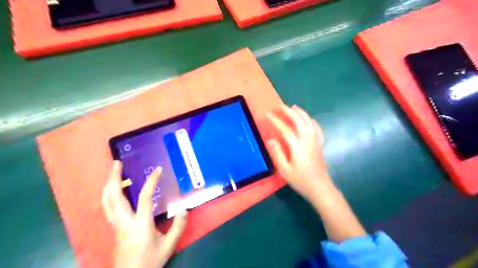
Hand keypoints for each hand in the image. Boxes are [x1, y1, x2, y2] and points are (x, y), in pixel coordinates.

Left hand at [102, 161, 187, 267]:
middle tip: (116, 163)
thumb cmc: (149, 262)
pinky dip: (108, 196)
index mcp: (140, 224)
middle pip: (114, 196)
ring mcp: (116, 226)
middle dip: (114, 178)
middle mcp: (124, 222)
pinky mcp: (114, 229)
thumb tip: (184, 209)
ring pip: (107, 202)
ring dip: (108, 185)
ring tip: (112, 173)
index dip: (152, 181)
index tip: (158, 170)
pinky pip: (107, 208)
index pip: (145, 197)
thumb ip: (178, 227)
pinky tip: (111, 192)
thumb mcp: (168, 245)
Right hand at [266, 104, 332, 202]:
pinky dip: (312, 122)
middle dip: (289, 112)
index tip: (268, 114)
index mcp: (298, 147)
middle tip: (280, 106)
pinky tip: (309, 119)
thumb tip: (270, 140)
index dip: (276, 121)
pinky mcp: (320, 145)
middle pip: (299, 121)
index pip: (286, 129)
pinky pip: (317, 129)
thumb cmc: (301, 181)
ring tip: (293, 107)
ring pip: (309, 122)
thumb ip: (277, 154)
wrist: (320, 188)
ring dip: (301, 113)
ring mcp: (315, 142)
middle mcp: (308, 141)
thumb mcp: (285, 170)